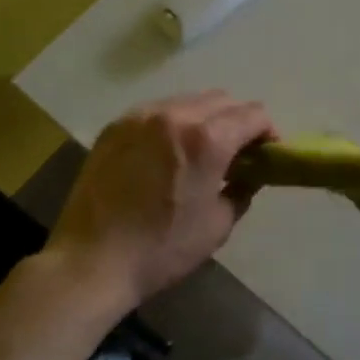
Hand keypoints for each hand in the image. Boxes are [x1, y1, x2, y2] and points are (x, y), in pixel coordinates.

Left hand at [47, 90, 273, 310]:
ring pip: (187, 101)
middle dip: (238, 120)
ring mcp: (140, 116)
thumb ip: (242, 190)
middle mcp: (175, 115)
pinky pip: (156, 112)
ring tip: (201, 150)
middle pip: (222, 100)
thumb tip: (250, 175)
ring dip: (205, 118)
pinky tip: (167, 152)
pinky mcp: (115, 126)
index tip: (268, 152)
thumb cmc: (163, 249)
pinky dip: (172, 124)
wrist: (92, 260)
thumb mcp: (218, 225)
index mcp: (207, 139)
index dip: (267, 131)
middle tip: (238, 151)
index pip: (253, 114)